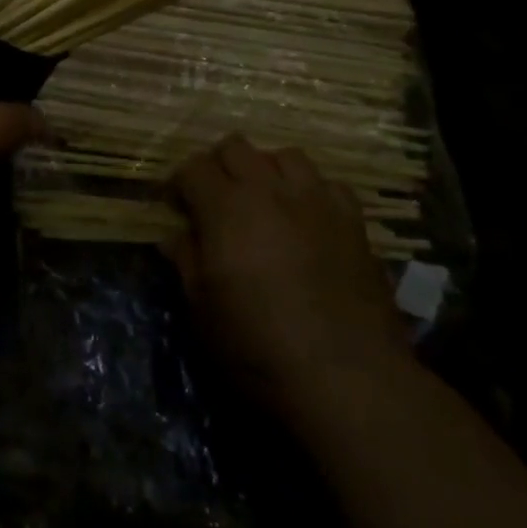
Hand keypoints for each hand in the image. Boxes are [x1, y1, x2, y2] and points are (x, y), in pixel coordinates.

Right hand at [167, 136, 407, 419]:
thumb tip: (173, 236)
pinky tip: (309, 220)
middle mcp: (269, 190)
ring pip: (285, 156)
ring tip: (265, 203)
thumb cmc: (261, 350)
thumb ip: (186, 263)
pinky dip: (313, 193)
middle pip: (235, 147)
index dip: (179, 184)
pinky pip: (329, 184)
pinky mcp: (353, 221)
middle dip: (218, 166)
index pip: (193, 168)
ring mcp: (316, 201)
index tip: (176, 208)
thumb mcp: (204, 313)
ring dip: (267, 172)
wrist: (350, 380)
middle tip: (215, 201)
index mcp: (225, 208)